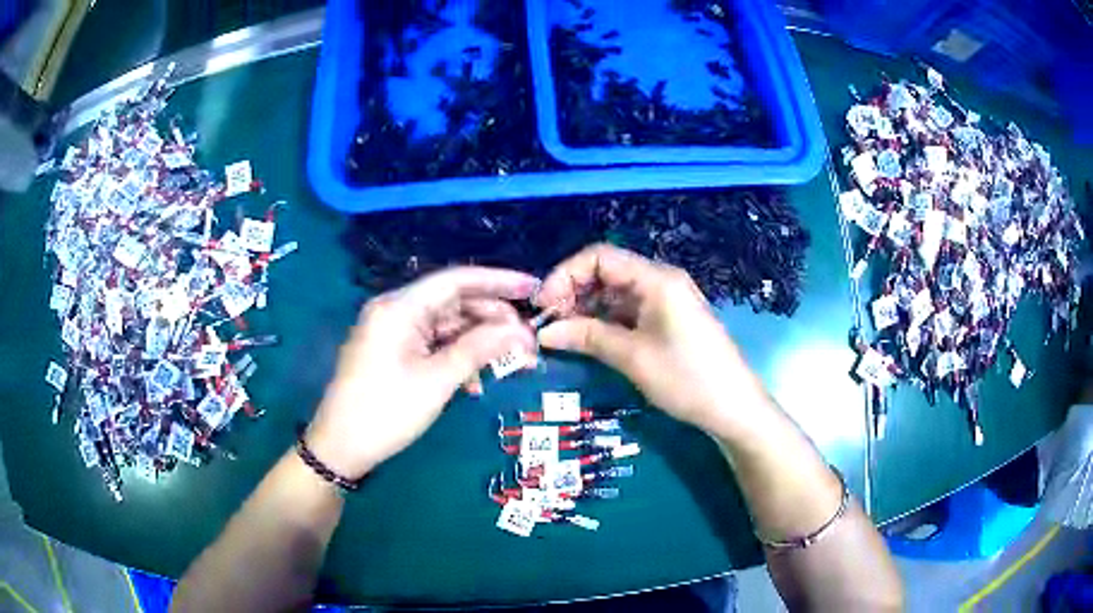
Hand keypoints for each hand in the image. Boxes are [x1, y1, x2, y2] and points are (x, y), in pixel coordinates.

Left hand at [306, 267, 538, 479]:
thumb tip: (521, 331)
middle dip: (492, 318)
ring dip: (477, 341)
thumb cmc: (386, 411)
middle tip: (527, 339)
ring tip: (511, 361)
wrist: (341, 447)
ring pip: (445, 325)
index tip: (532, 288)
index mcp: (399, 307)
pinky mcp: (392, 352)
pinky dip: (456, 356)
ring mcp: (393, 332)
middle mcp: (395, 310)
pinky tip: (475, 381)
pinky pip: (432, 344)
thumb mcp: (437, 381)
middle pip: (453, 302)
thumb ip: (479, 349)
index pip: (456, 280)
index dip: (498, 281)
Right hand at [535, 244, 766, 432]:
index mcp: (656, 279)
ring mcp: (666, 300)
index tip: (543, 306)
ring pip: (616, 292)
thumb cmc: (687, 378)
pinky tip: (588, 339)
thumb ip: (587, 337)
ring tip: (562, 334)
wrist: (734, 407)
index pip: (600, 257)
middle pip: (607, 271)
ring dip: (587, 308)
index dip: (565, 275)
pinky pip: (629, 310)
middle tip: (549, 324)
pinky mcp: (668, 320)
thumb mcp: (633, 357)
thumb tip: (543, 332)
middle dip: (574, 292)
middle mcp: (661, 281)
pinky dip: (605, 321)